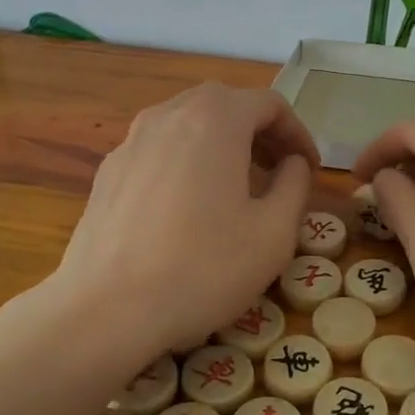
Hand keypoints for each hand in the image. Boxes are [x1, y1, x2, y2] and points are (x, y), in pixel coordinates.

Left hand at [54, 83, 316, 353]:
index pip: (269, 104)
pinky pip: (160, 149)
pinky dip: (187, 161)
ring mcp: (132, 140)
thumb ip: (295, 185)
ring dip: (222, 144)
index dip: (297, 133)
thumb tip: (292, 164)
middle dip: (260, 133)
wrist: (105, 310)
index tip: (310, 168)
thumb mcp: (274, 233)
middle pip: (226, 105)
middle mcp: (170, 114)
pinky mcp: (109, 170)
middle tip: (279, 171)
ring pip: (190, 124)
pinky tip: (189, 207)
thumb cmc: (202, 268)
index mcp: (215, 118)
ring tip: (238, 187)